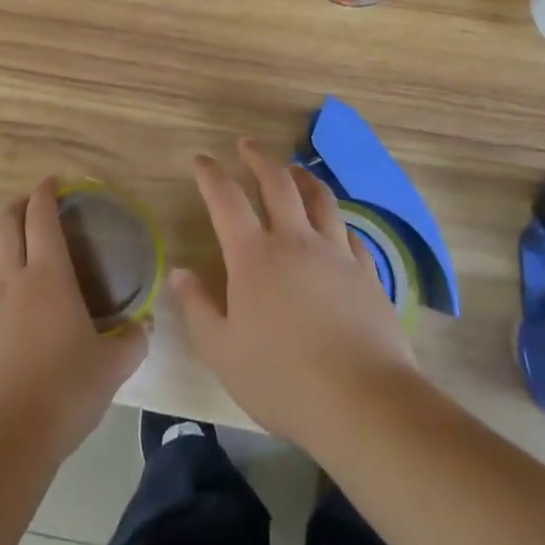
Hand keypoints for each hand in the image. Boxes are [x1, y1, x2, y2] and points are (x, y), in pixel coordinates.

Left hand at [0, 178, 148, 464]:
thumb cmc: (66, 391)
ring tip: (6, 241)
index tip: (53, 182)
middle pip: (5, 224)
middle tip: (31, 206)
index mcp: (48, 275)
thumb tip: (145, 323)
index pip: (41, 216)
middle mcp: (10, 278)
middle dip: (17, 206)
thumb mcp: (113, 366)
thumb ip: (133, 339)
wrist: (6, 438)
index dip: (45, 192)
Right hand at [168, 139, 418, 449]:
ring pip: (319, 198)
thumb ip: (197, 308)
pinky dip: (335, 221)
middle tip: (247, 144)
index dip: (210, 174)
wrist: (362, 400)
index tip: (200, 159)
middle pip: (277, 182)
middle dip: (258, 158)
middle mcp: (295, 241)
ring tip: (293, 170)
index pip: (226, 199)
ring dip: (302, 177)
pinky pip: (349, 232)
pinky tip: (334, 226)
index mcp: (254, 256)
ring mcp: (335, 252)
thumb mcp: (223, 352)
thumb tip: (178, 272)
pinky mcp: (366, 272)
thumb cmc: (282, 379)